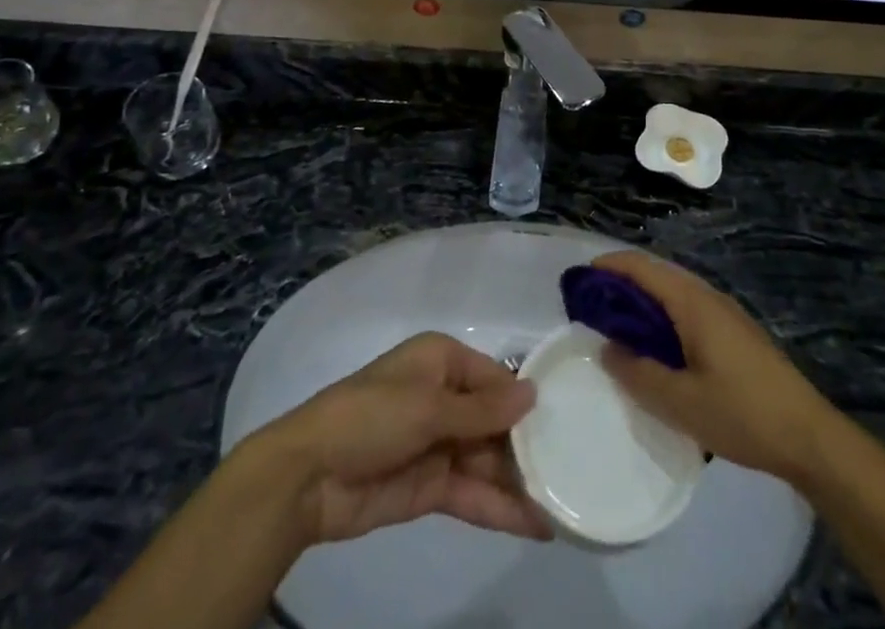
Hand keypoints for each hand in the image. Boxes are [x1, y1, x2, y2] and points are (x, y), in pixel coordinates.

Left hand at [253, 333, 551, 545]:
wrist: (309, 476)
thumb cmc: (370, 416)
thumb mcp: (428, 405)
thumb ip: (482, 410)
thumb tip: (532, 392)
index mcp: (440, 361)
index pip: (493, 376)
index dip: (524, 398)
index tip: (566, 418)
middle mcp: (443, 397)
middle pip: (494, 421)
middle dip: (527, 445)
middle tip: (575, 467)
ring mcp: (438, 444)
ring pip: (488, 460)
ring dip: (519, 481)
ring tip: (565, 502)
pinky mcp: (431, 487)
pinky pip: (473, 493)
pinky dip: (501, 508)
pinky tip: (536, 524)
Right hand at [592, 252, 840, 487]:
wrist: (809, 436)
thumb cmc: (742, 413)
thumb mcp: (681, 403)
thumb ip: (639, 374)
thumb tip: (607, 349)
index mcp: (693, 303)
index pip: (643, 267)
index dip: (609, 266)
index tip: (579, 279)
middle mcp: (707, 297)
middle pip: (657, 275)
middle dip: (622, 284)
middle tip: (591, 309)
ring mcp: (725, 314)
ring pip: (674, 293)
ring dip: (643, 303)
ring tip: (617, 329)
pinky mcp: (735, 333)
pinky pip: (688, 311)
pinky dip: (663, 318)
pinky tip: (657, 350)